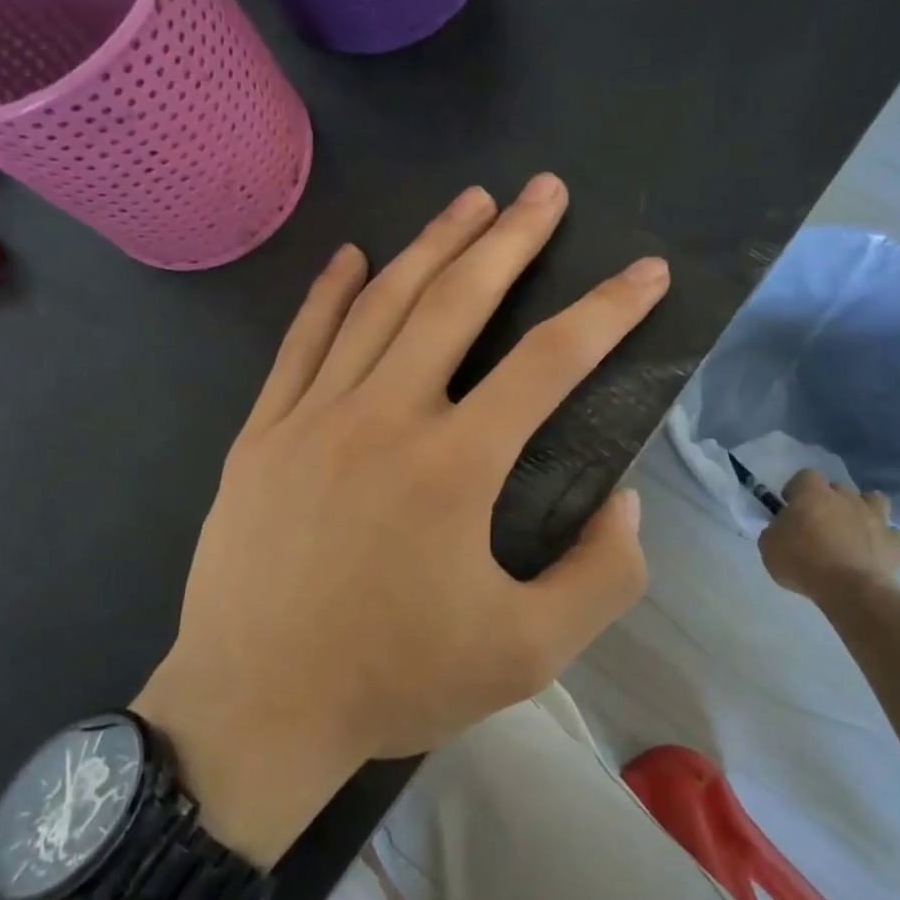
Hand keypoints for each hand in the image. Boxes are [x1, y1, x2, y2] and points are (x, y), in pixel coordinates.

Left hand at [136, 174, 668, 862]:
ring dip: (431, 246)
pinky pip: (300, 342)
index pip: (549, 362)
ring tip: (470, 201)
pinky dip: (328, 292)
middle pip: (457, 301)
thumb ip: (600, 578)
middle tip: (546, 190)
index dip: (608, 311)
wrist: (253, 708)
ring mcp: (313, 417)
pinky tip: (350, 254)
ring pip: (380, 305)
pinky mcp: (262, 433)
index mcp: (454, 466)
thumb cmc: (392, 681)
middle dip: (511, 239)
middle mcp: (384, 416)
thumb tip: (625, 504)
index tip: (646, 273)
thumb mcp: (527, 654)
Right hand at [757, 470, 899, 603]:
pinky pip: (889, 533)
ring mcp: (874, 517)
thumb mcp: (769, 545)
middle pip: (837, 489)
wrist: (850, 589)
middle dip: (828, 502)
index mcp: (813, 493)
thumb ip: (776, 529)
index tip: (790, 508)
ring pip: (873, 501)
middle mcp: (846, 497)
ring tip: (852, 531)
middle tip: (817, 525)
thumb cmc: (802, 562)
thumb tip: (785, 527)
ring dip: (862, 511)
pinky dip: (881, 539)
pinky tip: (871, 552)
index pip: (804, 476)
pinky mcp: (894, 541)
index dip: (796, 490)